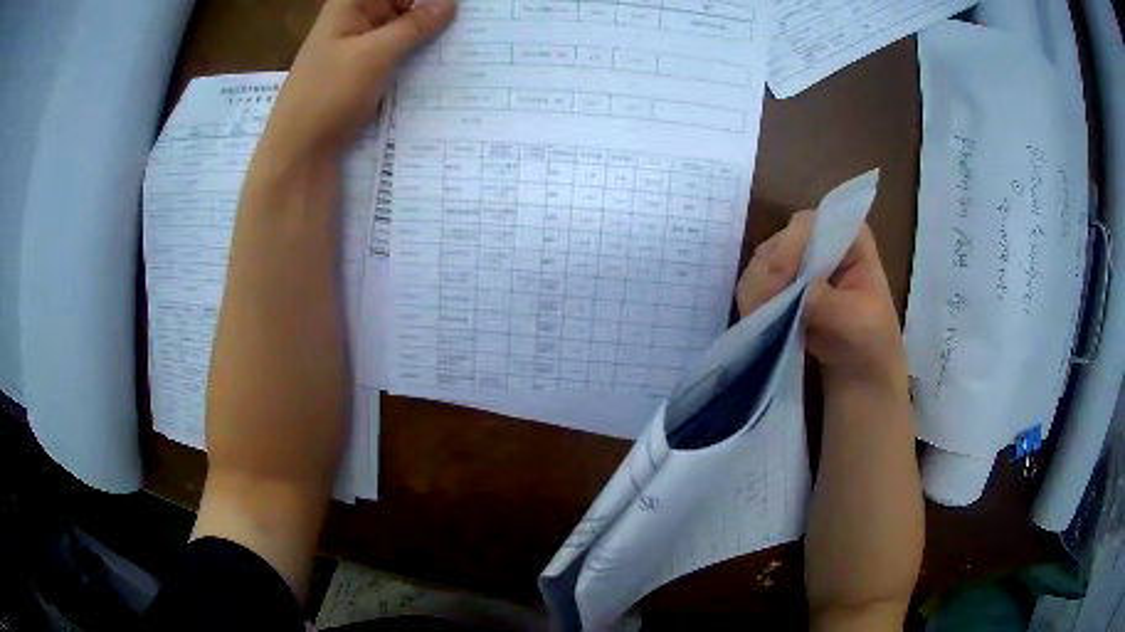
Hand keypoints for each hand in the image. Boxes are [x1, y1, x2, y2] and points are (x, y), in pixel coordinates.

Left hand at [261, 0, 456, 157]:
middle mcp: (354, 22)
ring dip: (428, 34)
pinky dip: (416, 55)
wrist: (299, 154)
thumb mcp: (374, 55)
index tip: (459, 4)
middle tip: (471, 19)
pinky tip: (445, 61)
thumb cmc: (328, 96)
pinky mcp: (363, 74)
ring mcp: (358, 49)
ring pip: (401, 29)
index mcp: (349, 6)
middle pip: (400, 4)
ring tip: (467, 38)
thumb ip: (414, 25)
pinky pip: (396, 54)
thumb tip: (449, 2)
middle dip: (432, 10)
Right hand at [736, 210, 905, 390]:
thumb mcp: (856, 322)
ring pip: (761, 263)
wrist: (862, 374)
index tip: (780, 286)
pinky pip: (755, 284)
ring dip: (756, 292)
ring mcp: (798, 262)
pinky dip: (752, 302)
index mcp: (849, 238)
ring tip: (759, 321)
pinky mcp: (781, 285)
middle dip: (767, 276)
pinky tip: (757, 322)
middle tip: (761, 311)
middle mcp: (820, 240)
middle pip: (778, 243)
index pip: (808, 226)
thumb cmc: (870, 342)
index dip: (788, 250)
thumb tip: (796, 290)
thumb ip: (826, 303)